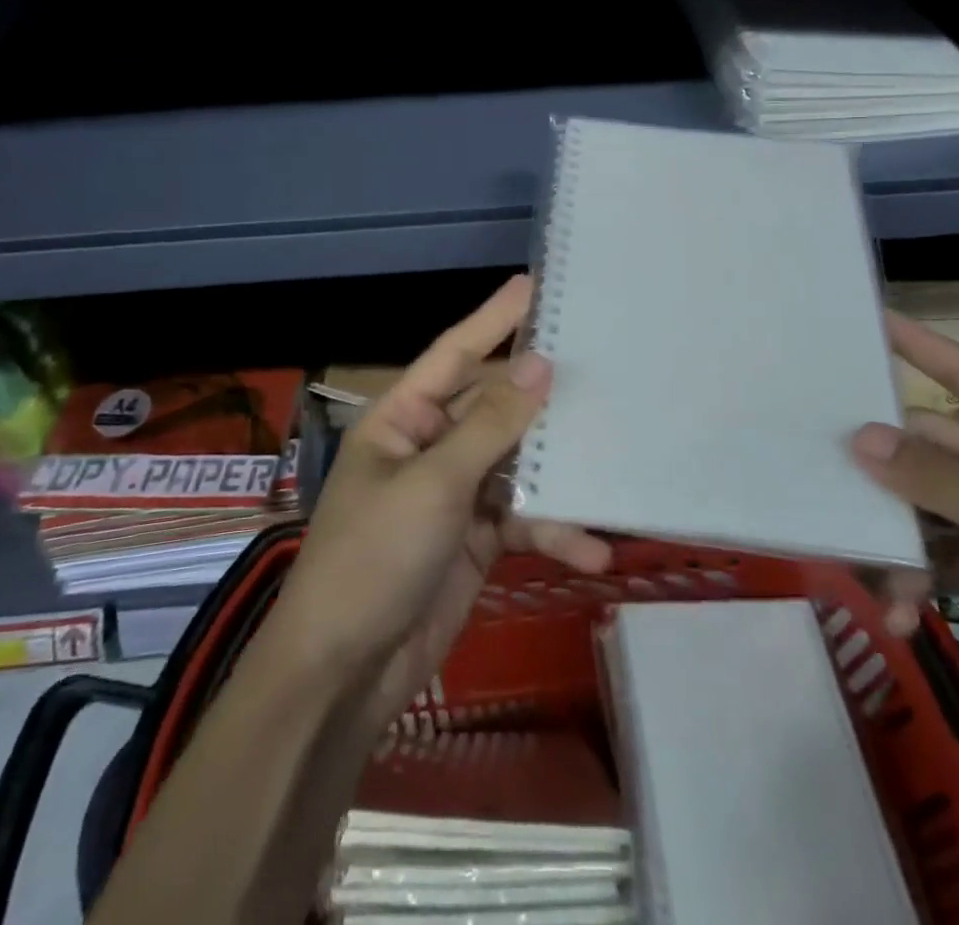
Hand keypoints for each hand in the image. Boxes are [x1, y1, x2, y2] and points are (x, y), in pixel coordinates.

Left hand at [270, 275, 611, 728]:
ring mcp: (455, 493)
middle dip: (542, 395)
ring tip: (614, 461)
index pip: (455, 353)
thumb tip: (540, 363)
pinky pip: (524, 519)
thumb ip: (491, 425)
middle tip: (601, 363)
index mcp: (402, 418)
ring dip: (560, 473)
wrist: (343, 675)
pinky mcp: (477, 539)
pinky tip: (593, 552)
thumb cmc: (373, 558)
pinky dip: (554, 532)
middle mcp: (429, 445)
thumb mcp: (434, 485)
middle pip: (495, 405)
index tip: (535, 284)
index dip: (494, 318)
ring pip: (518, 463)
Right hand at [852, 313, 958, 760]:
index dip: (919, 345)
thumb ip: (943, 484)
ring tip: (874, 573)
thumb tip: (860, 436)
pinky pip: (926, 559)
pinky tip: (899, 614)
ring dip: (892, 537)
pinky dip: (907, 581)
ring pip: (916, 505)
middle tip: (824, 478)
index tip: (865, 319)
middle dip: (882, 471)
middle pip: (925, 447)